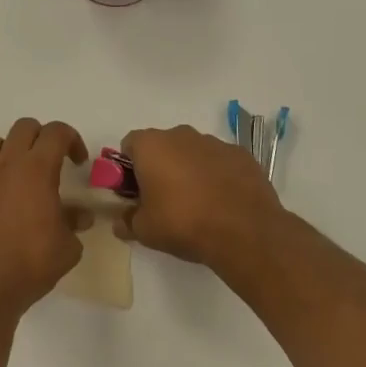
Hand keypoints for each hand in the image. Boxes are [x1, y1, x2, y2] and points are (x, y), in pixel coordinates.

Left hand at [0, 118, 87, 325]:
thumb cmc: (30, 266)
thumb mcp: (68, 247)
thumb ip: (74, 222)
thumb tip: (80, 215)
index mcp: (36, 170)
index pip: (56, 133)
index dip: (72, 139)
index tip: (77, 161)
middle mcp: (5, 164)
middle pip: (24, 128)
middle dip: (42, 138)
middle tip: (51, 162)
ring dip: (10, 149)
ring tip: (18, 173)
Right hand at [118, 124, 285, 269]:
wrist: (245, 232)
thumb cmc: (183, 223)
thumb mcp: (144, 230)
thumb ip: (126, 221)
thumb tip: (120, 222)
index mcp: (151, 145)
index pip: (129, 145)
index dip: (128, 168)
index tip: (135, 192)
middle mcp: (181, 135)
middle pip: (161, 146)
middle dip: (159, 167)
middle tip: (163, 200)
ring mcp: (214, 142)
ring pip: (192, 152)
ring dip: (189, 170)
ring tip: (196, 204)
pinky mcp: (241, 155)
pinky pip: (219, 161)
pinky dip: (216, 175)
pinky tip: (222, 202)